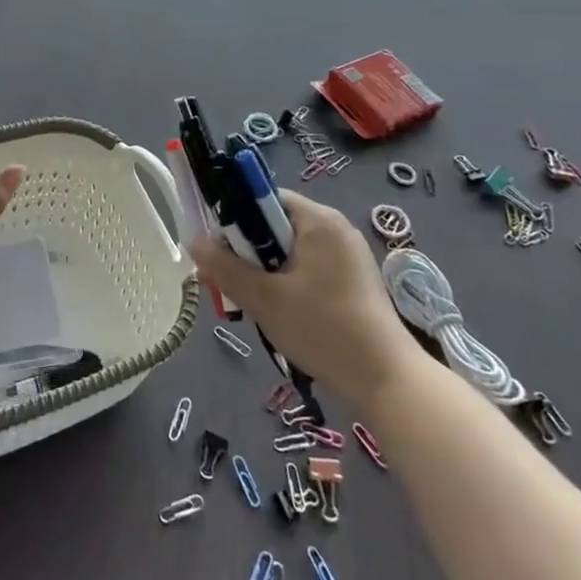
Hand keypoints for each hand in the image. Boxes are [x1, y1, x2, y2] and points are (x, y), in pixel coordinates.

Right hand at [189, 192, 417, 405]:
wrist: (387, 381)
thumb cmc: (323, 329)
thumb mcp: (264, 299)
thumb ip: (224, 267)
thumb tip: (194, 241)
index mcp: (318, 220)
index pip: (263, 198)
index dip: (235, 217)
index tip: (219, 248)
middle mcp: (336, 227)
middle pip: (275, 224)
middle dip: (249, 251)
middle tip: (232, 282)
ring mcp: (349, 254)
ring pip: (290, 249)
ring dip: (267, 270)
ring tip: (256, 302)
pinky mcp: (354, 280)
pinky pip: (309, 267)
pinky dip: (289, 282)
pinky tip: (282, 312)